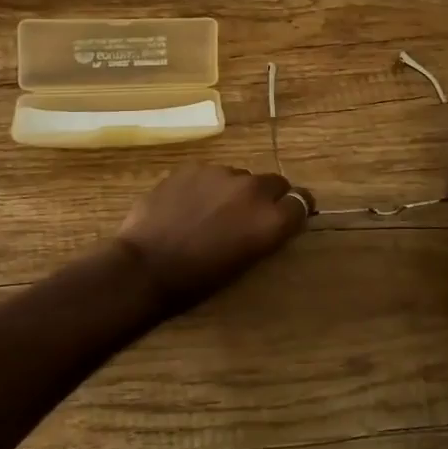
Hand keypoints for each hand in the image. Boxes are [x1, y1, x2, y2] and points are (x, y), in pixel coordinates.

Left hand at [116, 165, 310, 308]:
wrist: (145, 266)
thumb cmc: (197, 280)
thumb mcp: (244, 263)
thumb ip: (264, 234)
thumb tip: (271, 220)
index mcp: (270, 219)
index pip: (302, 202)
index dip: (296, 209)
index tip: (289, 217)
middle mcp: (252, 189)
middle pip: (275, 183)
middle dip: (269, 197)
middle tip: (250, 217)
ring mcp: (220, 173)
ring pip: (240, 177)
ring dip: (235, 191)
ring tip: (212, 213)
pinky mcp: (192, 168)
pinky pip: (210, 175)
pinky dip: (207, 187)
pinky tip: (188, 206)